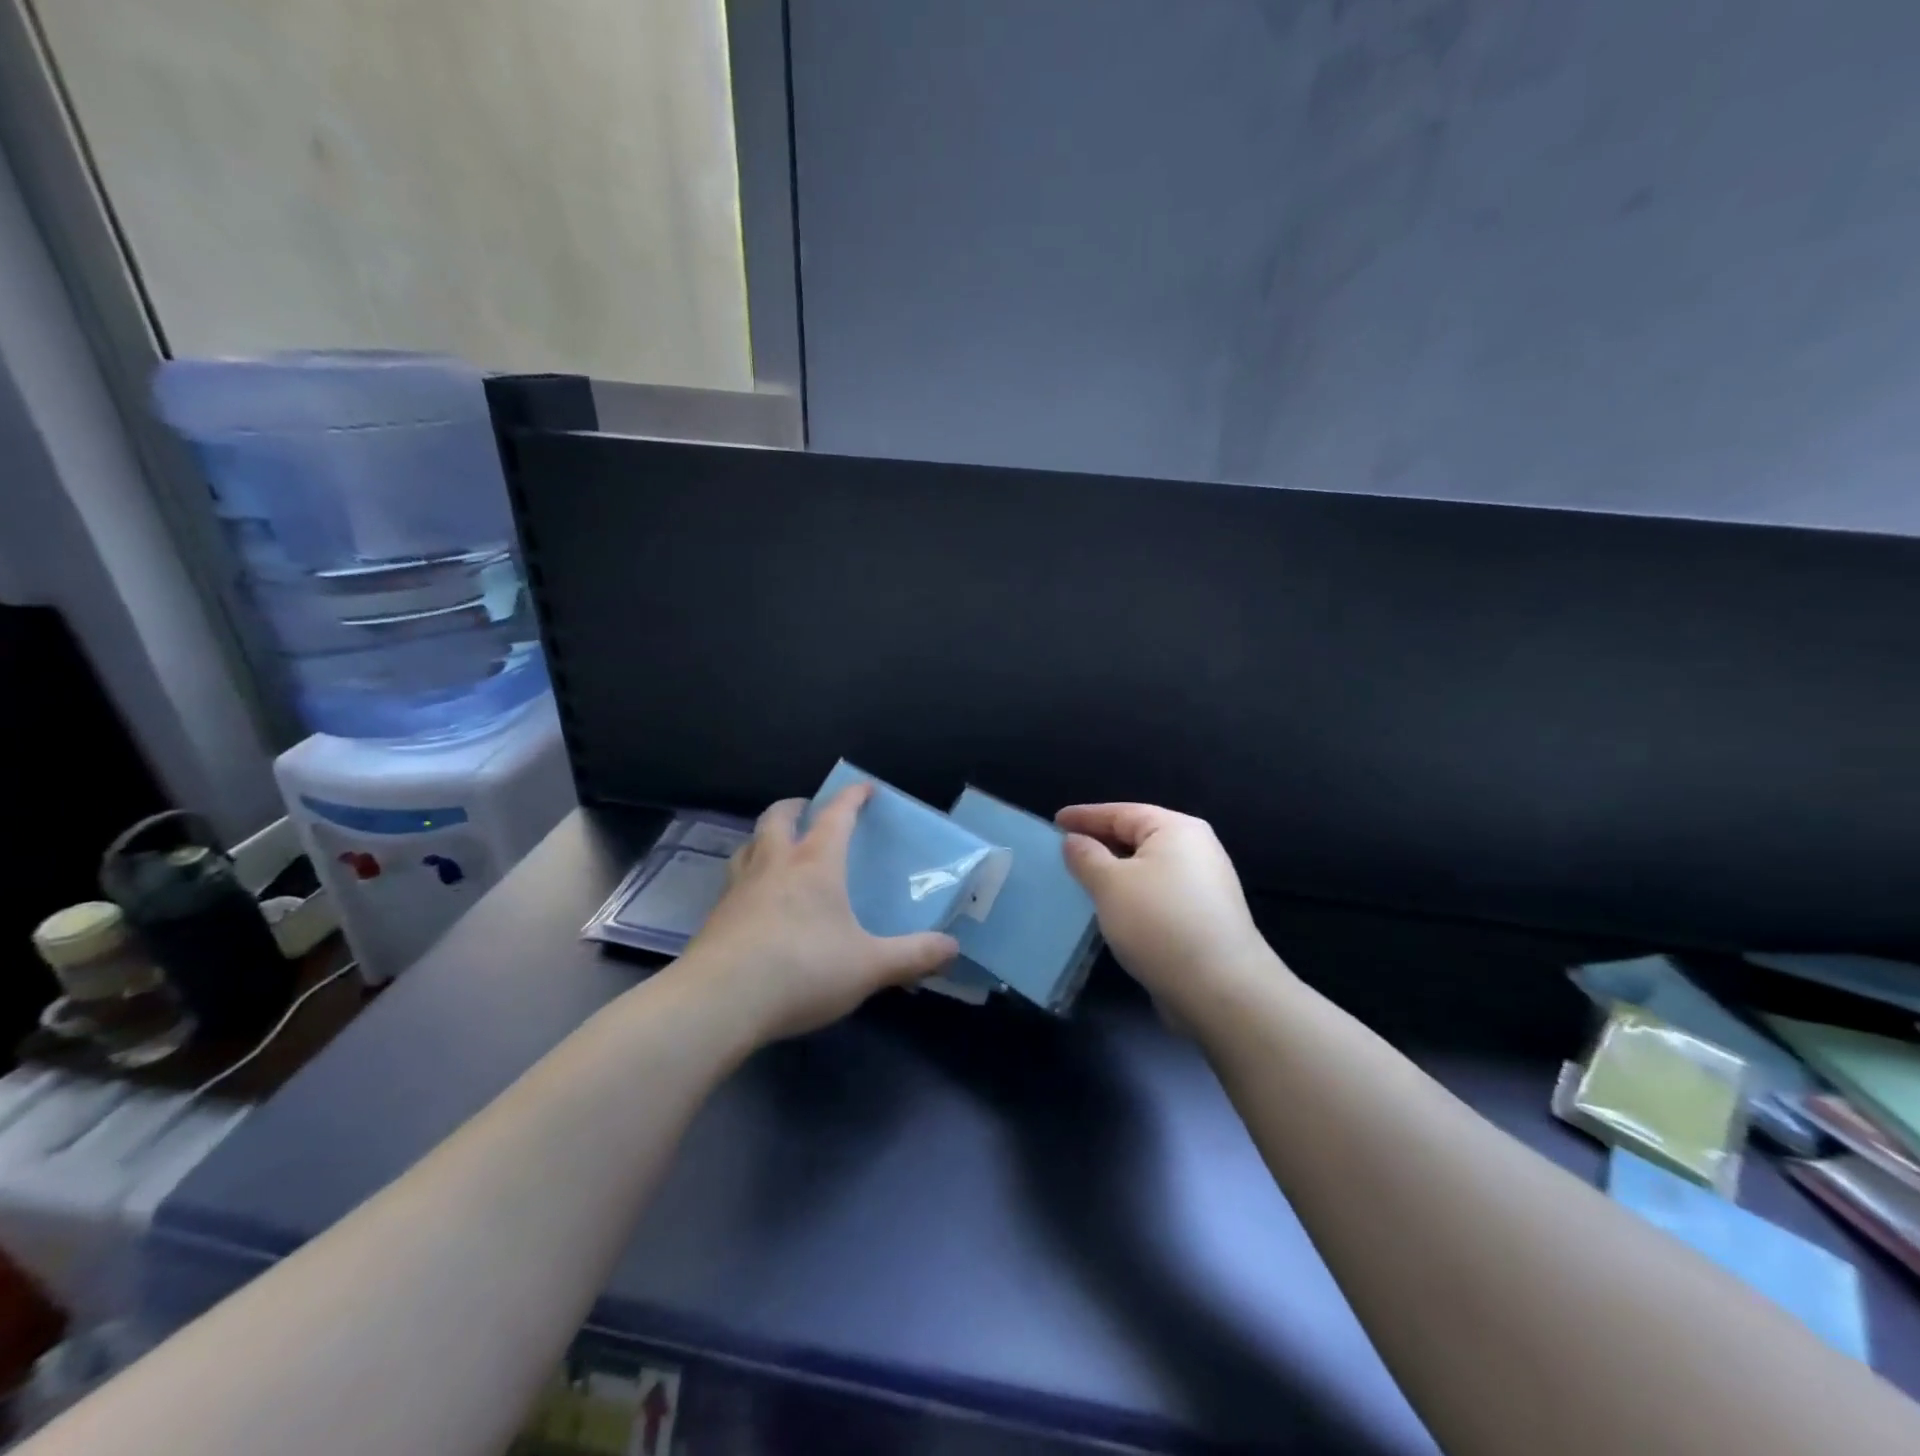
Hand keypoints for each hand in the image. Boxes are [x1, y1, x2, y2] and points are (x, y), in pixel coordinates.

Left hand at [677, 784, 958, 1044]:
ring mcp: (739, 888)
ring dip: (765, 838)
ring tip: (777, 849)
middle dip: (797, 807)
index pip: (836, 815)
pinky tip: (756, 903)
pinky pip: (733, 882)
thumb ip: (913, 956)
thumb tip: (952, 948)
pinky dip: (748, 877)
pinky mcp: (716, 917)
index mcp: (815, 864)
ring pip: (749, 845)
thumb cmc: (803, 970)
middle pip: (778, 817)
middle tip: (809, 811)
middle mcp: (774, 864)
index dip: (853, 797)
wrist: (719, 1001)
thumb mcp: (869, 966)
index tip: (865, 788)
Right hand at [1056, 803, 1286, 1022]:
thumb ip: (1086, 857)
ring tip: (1082, 879)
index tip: (1055, 821)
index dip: (1085, 816)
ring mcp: (1203, 884)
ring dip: (1115, 871)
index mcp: (1176, 828)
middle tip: (1064, 850)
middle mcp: (1196, 848)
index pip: (1121, 812)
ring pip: (1147, 867)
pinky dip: (1132, 894)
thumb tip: (1074, 841)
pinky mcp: (1203, 916)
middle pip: (1137, 836)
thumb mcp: (1110, 884)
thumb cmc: (1159, 922)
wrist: (1220, 988)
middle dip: (1100, 842)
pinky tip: (1112, 909)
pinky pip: (1157, 892)